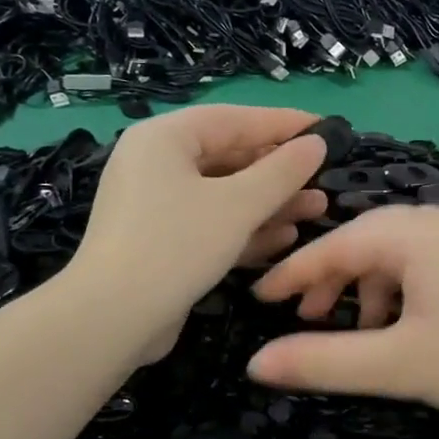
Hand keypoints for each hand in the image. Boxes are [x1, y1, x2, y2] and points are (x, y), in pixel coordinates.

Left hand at [72, 105, 328, 352]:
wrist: (113, 318)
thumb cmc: (176, 246)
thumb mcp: (237, 206)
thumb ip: (282, 172)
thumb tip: (317, 143)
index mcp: (164, 138)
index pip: (234, 119)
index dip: (283, 124)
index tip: (325, 128)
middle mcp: (156, 164)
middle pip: (229, 157)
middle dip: (279, 172)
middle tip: (324, 178)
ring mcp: (156, 206)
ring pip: (224, 195)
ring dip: (270, 203)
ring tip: (317, 209)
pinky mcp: (162, 242)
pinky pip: (211, 224)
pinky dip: (245, 228)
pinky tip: (285, 237)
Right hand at [247, 205, 438, 426]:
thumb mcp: (398, 366)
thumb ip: (322, 362)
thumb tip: (254, 365)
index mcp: (415, 233)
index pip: (334, 245)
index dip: (292, 274)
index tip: (257, 298)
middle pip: (365, 241)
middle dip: (331, 281)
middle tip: (307, 321)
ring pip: (397, 253)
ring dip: (367, 288)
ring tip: (359, 332)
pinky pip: (427, 263)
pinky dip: (402, 290)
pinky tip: (406, 327)